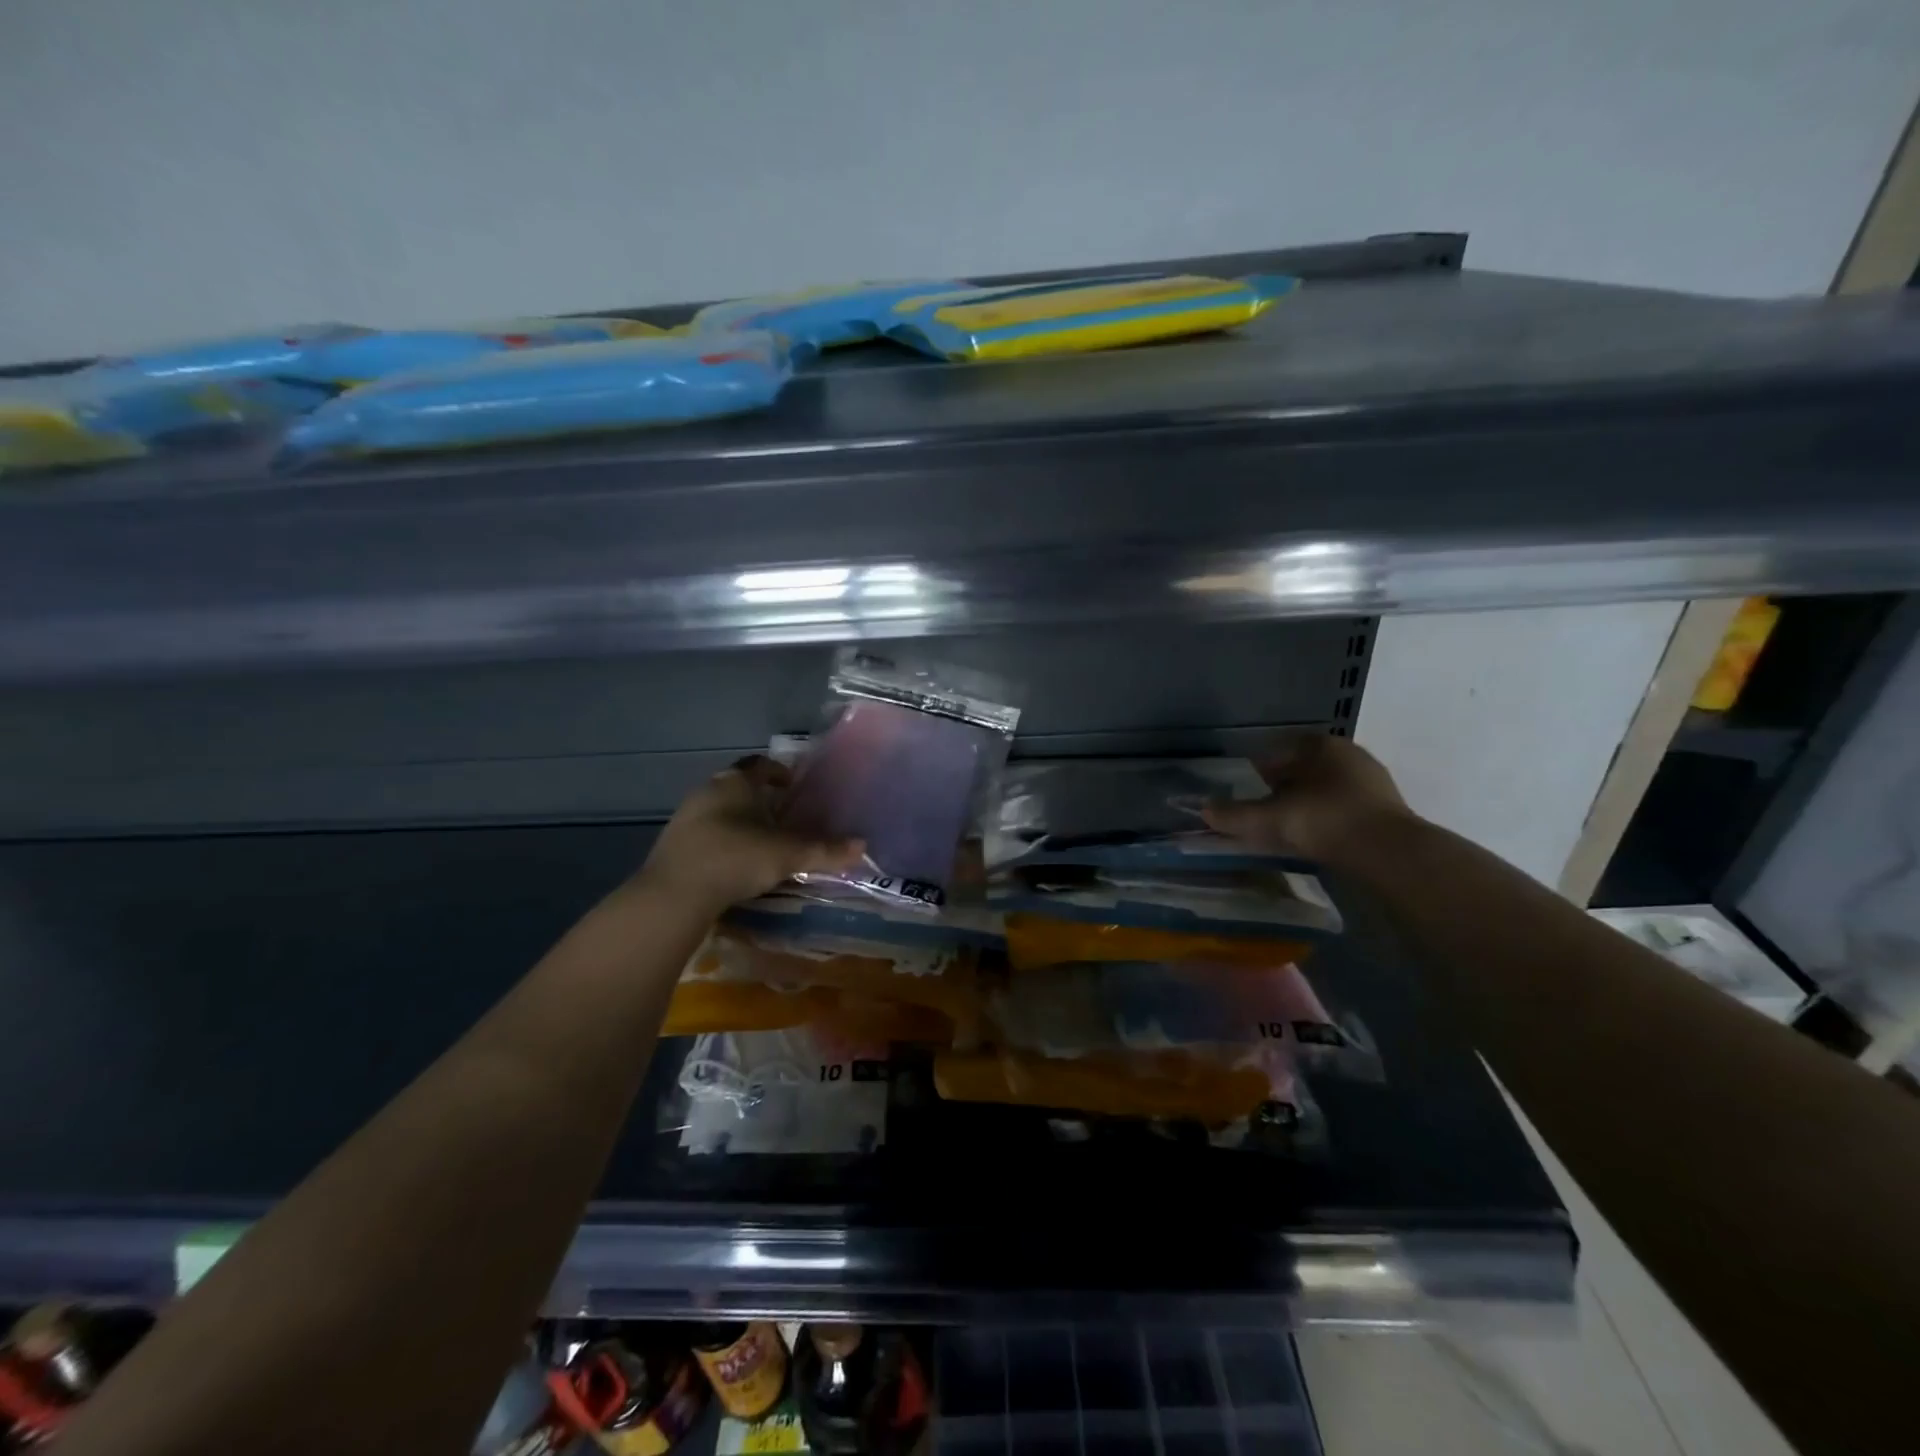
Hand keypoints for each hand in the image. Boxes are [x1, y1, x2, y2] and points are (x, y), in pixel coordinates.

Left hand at [637, 756, 865, 913]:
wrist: (674, 894)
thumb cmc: (735, 858)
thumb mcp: (787, 854)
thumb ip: (825, 850)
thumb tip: (862, 846)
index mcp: (735, 782)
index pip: (760, 765)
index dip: (779, 773)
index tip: (794, 787)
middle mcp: (707, 790)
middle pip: (739, 787)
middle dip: (761, 799)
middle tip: (784, 818)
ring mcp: (685, 817)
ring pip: (720, 811)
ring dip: (740, 821)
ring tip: (762, 843)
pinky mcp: (673, 844)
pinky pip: (705, 834)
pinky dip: (723, 841)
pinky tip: (735, 863)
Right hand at [1201, 733, 1413, 864]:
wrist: (1388, 852)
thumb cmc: (1324, 821)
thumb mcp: (1271, 819)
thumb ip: (1235, 815)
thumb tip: (1204, 810)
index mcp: (1320, 745)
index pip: (1280, 749)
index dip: (1261, 769)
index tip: (1251, 790)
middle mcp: (1348, 753)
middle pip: (1304, 767)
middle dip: (1285, 786)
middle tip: (1268, 810)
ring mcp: (1372, 779)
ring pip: (1327, 787)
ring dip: (1307, 802)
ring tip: (1292, 827)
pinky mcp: (1387, 806)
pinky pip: (1346, 805)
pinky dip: (1329, 816)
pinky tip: (1320, 837)